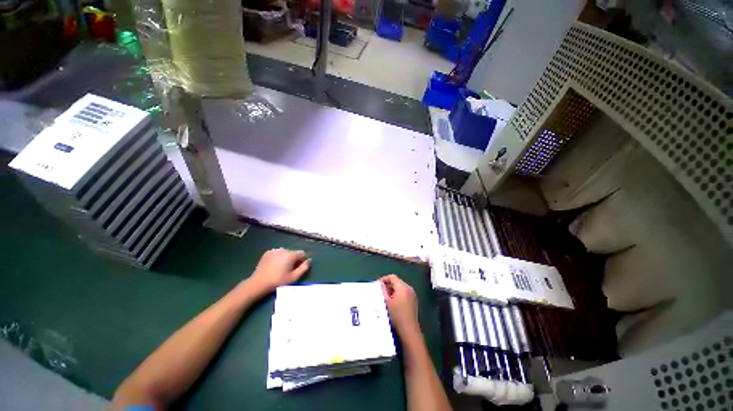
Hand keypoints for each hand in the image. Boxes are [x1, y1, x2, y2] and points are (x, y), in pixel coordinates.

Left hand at [247, 249, 310, 294]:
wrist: (258, 283)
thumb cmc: (277, 281)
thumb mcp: (294, 277)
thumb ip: (304, 268)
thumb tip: (309, 260)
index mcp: (291, 255)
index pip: (302, 253)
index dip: (302, 260)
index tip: (298, 268)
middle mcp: (284, 250)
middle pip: (294, 253)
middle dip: (294, 259)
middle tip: (289, 270)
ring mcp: (275, 250)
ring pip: (285, 253)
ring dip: (286, 258)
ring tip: (281, 268)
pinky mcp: (267, 253)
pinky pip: (278, 253)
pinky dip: (278, 257)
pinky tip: (274, 265)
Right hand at [379, 274, 419, 337]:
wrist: (409, 330)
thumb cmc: (396, 315)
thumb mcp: (386, 302)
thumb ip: (382, 290)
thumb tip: (380, 284)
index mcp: (403, 287)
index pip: (392, 277)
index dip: (384, 279)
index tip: (377, 285)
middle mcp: (409, 288)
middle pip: (396, 282)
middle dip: (388, 285)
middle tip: (380, 292)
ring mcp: (412, 294)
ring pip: (400, 287)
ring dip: (392, 290)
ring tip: (385, 298)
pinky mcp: (413, 300)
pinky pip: (404, 293)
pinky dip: (397, 295)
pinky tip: (393, 303)